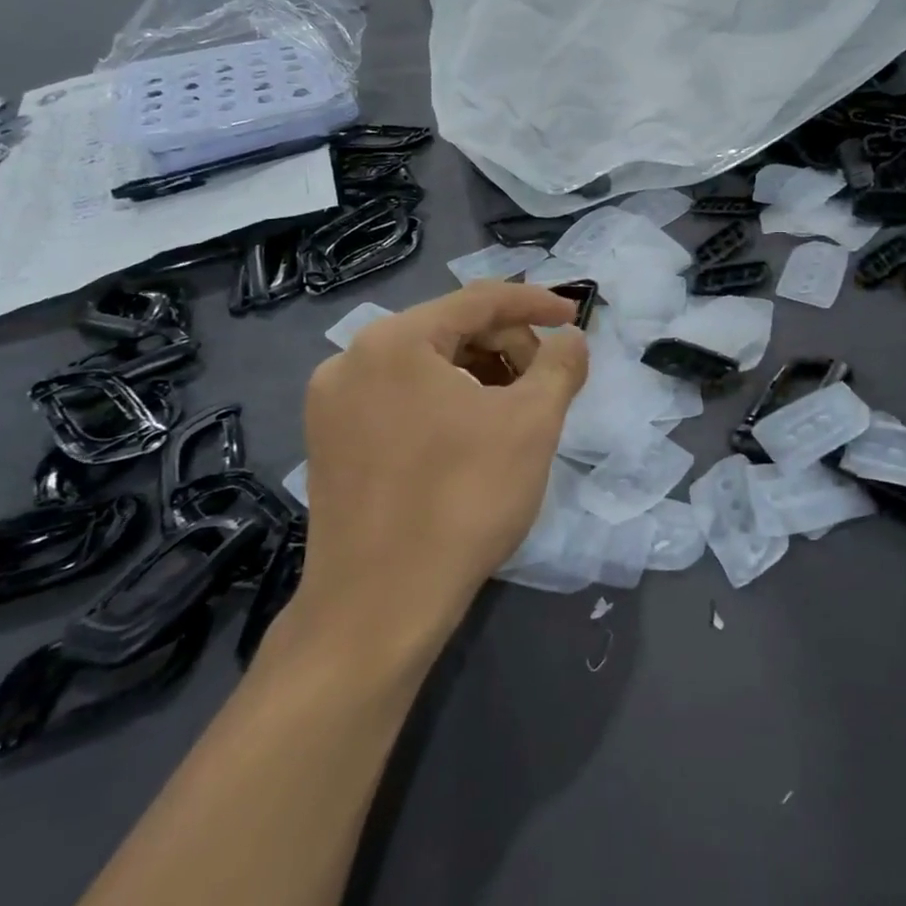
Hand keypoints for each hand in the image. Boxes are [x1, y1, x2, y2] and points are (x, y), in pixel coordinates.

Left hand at [296, 282, 588, 647]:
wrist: (379, 606)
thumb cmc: (463, 499)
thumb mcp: (532, 423)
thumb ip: (560, 365)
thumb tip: (570, 339)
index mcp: (394, 341)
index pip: (479, 300)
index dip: (536, 304)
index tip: (576, 318)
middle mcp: (351, 359)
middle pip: (450, 330)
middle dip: (508, 348)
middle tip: (547, 384)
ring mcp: (332, 404)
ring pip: (425, 367)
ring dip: (479, 377)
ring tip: (515, 414)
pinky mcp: (329, 444)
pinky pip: (400, 400)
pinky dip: (445, 404)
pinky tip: (473, 438)